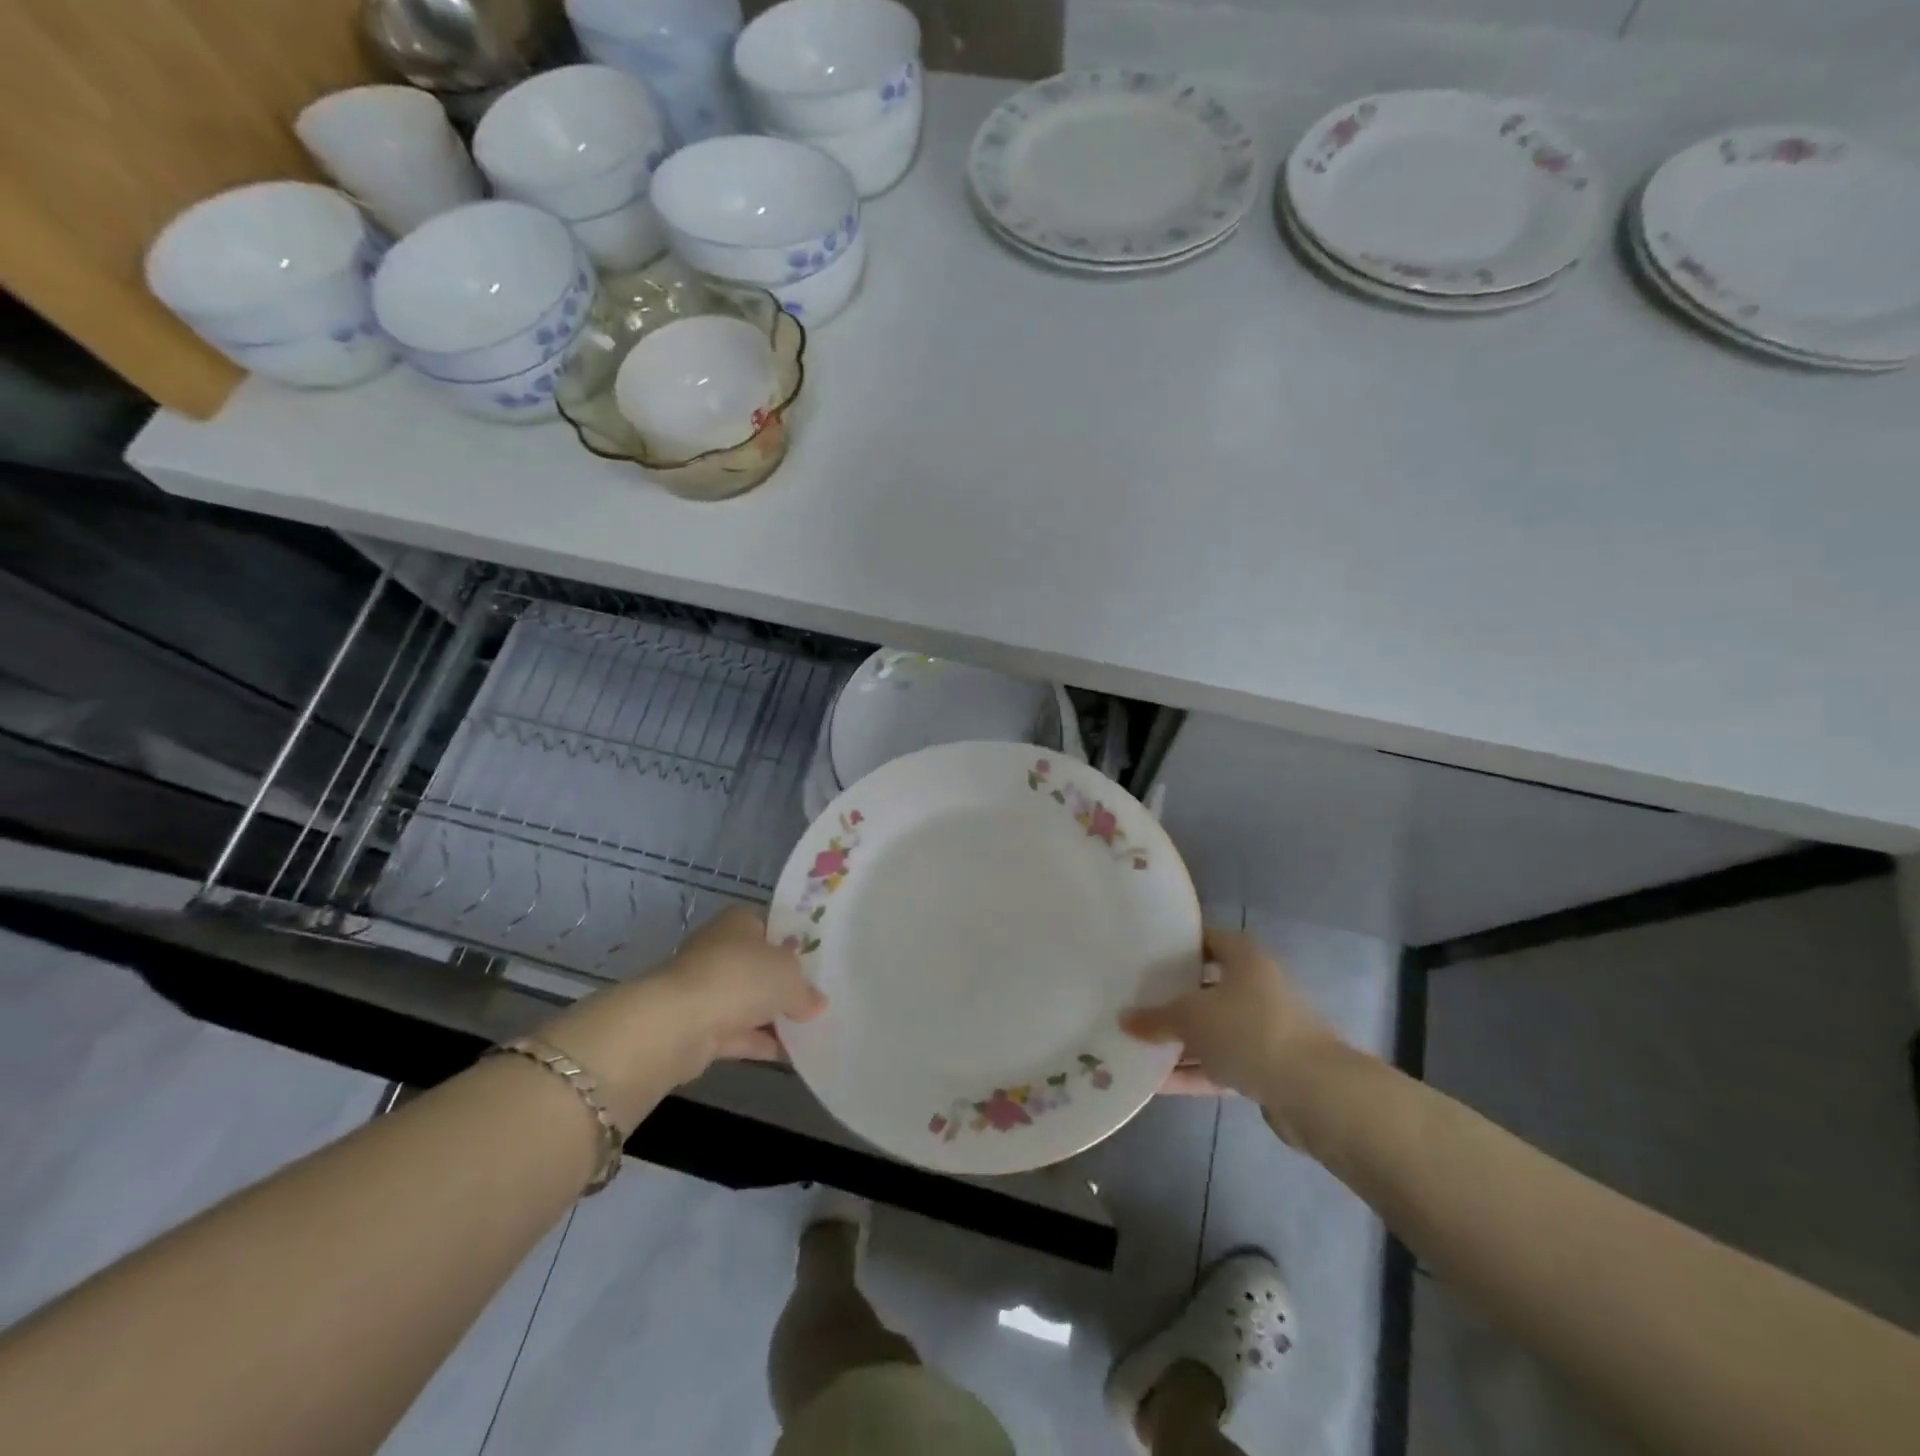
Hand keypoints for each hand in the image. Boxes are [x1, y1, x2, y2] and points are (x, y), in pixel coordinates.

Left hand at [655, 906, 826, 1064]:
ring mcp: (705, 989)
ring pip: (746, 1001)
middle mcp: (718, 950)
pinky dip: (758, 1042)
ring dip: (770, 1016)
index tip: (814, 961)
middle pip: (757, 965)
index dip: (791, 941)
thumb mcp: (789, 977)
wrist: (678, 1024)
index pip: (768, 925)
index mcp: (738, 922)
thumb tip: (817, 1003)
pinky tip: (787, 1054)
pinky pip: (736, 1032)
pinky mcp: (697, 1027)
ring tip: (808, 1029)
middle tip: (815, 998)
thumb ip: (806, 990)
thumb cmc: (740, 978)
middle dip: (782, 983)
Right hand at [1122, 927, 1344, 1136]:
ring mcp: (1264, 1030)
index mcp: (1245, 958)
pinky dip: (1193, 1071)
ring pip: (1213, 1030)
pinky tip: (1156, 1082)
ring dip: (1180, 1041)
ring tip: (1137, 1045)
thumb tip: (1124, 1020)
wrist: (1315, 1093)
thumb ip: (1156, 1019)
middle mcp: (1257, 987)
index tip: (1142, 954)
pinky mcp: (1267, 1068)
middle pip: (1206, 987)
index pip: (1205, 939)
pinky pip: (1220, 1065)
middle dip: (1171, 998)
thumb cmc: (1249, 1032)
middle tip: (1133, 1001)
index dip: (1175, 945)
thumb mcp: (1191, 1018)